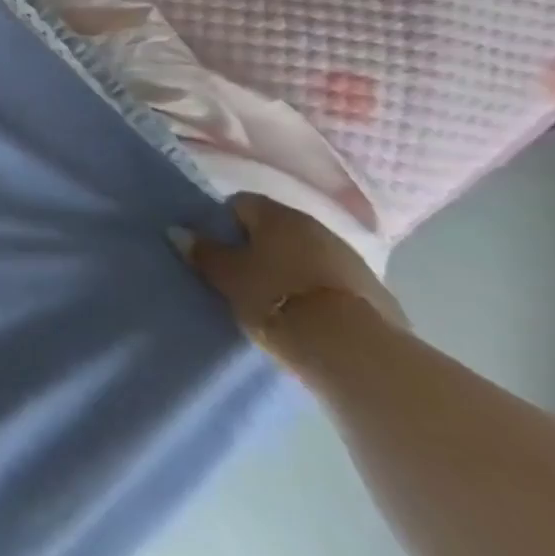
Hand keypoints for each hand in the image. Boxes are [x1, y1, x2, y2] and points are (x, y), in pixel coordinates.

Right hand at [178, 194, 404, 372]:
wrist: (356, 352)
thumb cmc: (277, 299)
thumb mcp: (227, 277)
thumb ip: (203, 252)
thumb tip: (177, 231)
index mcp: (278, 215)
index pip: (241, 204)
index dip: (225, 224)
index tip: (218, 252)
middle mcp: (317, 227)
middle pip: (278, 229)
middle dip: (261, 248)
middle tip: (243, 277)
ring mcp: (352, 260)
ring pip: (309, 255)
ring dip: (293, 270)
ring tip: (278, 300)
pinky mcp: (377, 294)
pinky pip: (335, 283)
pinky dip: (320, 293)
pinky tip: (311, 318)